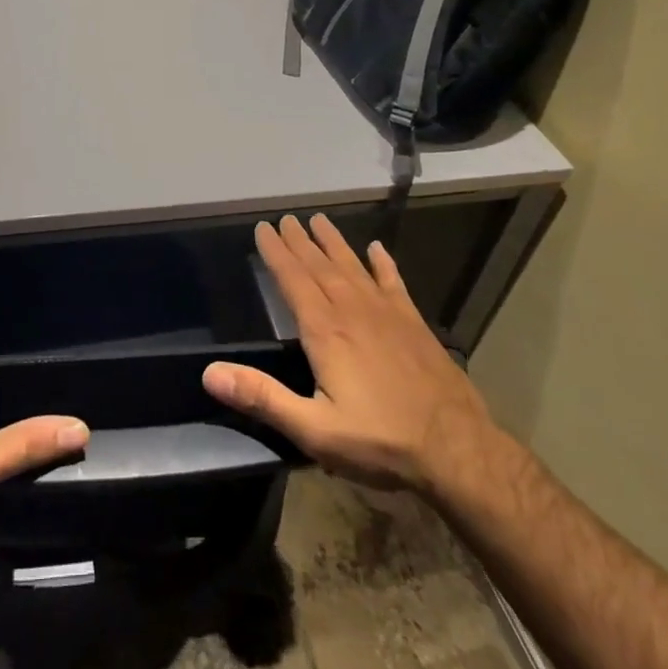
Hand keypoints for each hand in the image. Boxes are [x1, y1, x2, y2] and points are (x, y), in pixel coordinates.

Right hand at [203, 214, 499, 496]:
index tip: (262, 228)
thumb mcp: (313, 430)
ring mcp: (387, 314)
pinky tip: (378, 249)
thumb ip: (262, 398)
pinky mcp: (414, 324)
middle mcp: (353, 311)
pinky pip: (394, 283)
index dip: (275, 253)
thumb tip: (209, 373)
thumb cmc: (380, 441)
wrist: (458, 450)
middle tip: (284, 218)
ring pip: (353, 267)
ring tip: (318, 220)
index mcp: (325, 331)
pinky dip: (384, 264)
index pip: (293, 280)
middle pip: (319, 266)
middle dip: (299, 241)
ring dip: (333, 243)